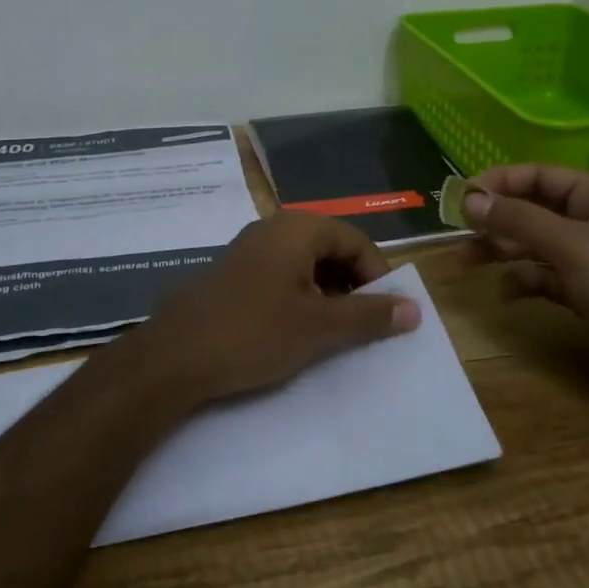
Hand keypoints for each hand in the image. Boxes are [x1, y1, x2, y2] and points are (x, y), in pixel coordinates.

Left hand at [127, 210, 421, 411]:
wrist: (173, 358)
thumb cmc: (253, 333)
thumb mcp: (319, 327)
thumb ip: (368, 315)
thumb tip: (415, 308)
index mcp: (297, 229)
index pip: (356, 240)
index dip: (378, 275)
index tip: (386, 312)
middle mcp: (272, 229)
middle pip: (331, 248)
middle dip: (353, 284)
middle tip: (361, 323)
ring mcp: (248, 251)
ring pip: (305, 264)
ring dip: (327, 293)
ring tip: (331, 332)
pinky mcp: (232, 275)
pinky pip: (280, 276)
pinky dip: (299, 298)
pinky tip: (295, 331)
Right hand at [463, 164, 588, 405]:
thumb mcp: (570, 246)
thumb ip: (518, 220)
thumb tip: (470, 200)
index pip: (541, 175)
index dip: (500, 183)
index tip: (462, 199)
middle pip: (535, 209)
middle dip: (497, 219)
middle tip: (458, 233)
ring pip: (536, 244)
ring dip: (503, 250)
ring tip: (467, 261)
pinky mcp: (587, 293)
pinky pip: (545, 276)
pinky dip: (524, 280)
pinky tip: (505, 293)